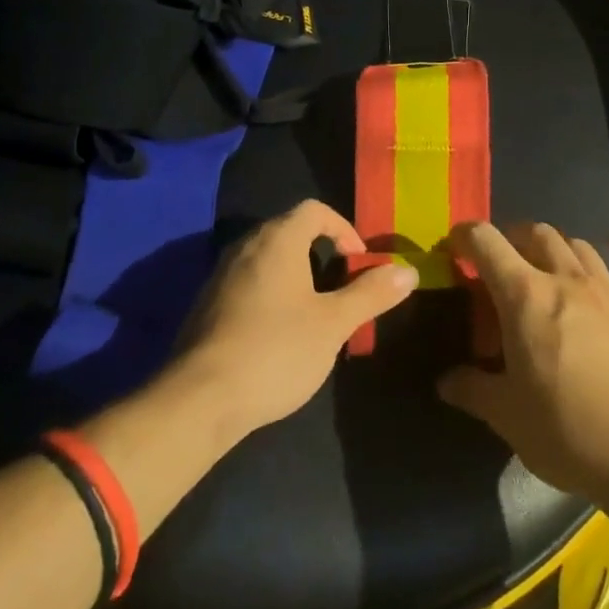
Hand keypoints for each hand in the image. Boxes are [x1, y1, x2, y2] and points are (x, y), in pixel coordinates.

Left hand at [176, 200, 417, 438]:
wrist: (200, 399)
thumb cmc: (276, 350)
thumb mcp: (333, 324)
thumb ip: (371, 294)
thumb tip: (408, 271)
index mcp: (278, 239)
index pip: (314, 210)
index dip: (343, 229)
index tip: (358, 263)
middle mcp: (246, 246)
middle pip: (290, 230)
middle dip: (322, 251)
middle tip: (342, 287)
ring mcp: (221, 274)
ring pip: (268, 258)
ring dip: (296, 274)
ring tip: (315, 312)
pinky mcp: (207, 303)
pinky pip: (248, 282)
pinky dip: (271, 292)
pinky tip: (279, 334)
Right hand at [438, 222, 608, 508]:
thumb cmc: (570, 434)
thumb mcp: (507, 417)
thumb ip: (472, 390)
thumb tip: (445, 381)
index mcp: (525, 297)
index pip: (486, 242)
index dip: (465, 236)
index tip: (455, 247)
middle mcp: (567, 280)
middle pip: (536, 234)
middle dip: (512, 239)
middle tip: (501, 265)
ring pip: (579, 246)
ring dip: (557, 246)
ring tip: (546, 263)